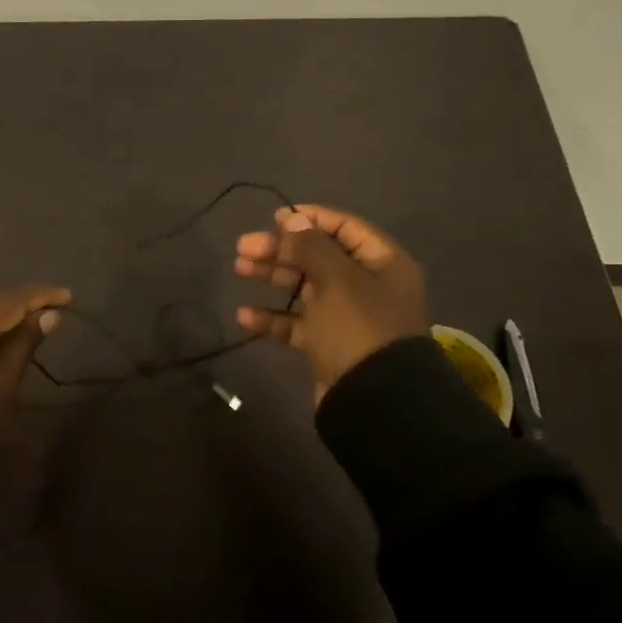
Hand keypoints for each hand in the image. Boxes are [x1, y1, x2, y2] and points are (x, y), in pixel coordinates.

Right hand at [234, 205, 428, 403]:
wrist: (376, 404)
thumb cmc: (358, 328)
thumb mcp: (335, 279)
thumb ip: (311, 246)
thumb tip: (292, 219)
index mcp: (382, 263)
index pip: (344, 227)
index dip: (309, 218)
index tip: (274, 218)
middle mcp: (367, 286)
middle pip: (318, 256)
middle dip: (280, 249)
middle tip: (243, 247)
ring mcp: (348, 317)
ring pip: (305, 287)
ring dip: (273, 276)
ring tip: (239, 269)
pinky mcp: (330, 345)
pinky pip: (298, 324)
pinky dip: (274, 317)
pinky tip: (245, 316)